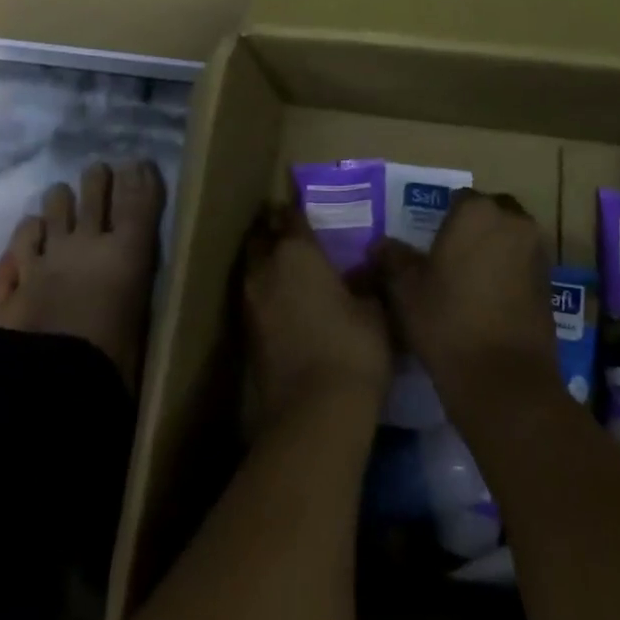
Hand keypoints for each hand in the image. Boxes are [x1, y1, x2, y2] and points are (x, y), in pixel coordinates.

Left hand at [243, 201, 392, 430]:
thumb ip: (366, 281)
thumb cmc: (352, 348)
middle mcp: (266, 269)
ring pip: (253, 267)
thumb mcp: (374, 310)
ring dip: (266, 262)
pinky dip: (266, 292)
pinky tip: (286, 302)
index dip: (296, 208)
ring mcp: (250, 302)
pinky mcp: (246, 334)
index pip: (290, 215)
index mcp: (296, 251)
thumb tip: (365, 266)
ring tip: (290, 267)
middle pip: (261, 237)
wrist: (314, 414)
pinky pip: (254, 297)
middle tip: (293, 233)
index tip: (304, 204)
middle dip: (273, 230)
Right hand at [373, 190, 557, 421]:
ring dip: (493, 249)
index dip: (442, 220)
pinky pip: (523, 264)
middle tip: (449, 258)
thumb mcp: (406, 290)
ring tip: (468, 281)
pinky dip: (509, 273)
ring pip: (510, 238)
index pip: (458, 199)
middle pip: (490, 213)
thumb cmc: (448, 322)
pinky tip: (488, 301)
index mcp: (476, 211)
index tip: (429, 244)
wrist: (505, 380)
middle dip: (473, 229)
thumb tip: (381, 245)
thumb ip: (393, 259)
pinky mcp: (550, 283)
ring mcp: (536, 252)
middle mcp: (513, 221)